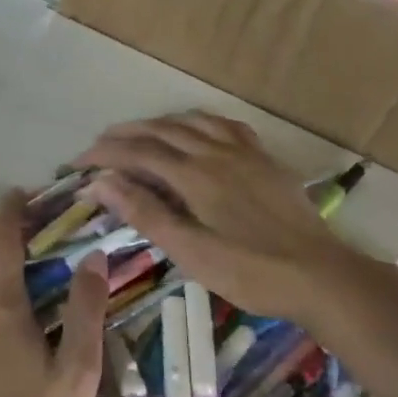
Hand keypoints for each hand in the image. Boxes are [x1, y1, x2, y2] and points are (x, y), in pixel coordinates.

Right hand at [78, 112, 386, 324]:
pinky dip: (198, 121)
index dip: (103, 155)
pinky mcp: (264, 159)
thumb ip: (145, 213)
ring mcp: (244, 152)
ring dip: (157, 124)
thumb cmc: (250, 271)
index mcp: (194, 175)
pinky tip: (196, 130)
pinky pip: (225, 125)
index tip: (77, 165)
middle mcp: (215, 152)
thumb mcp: (190, 251)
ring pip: (191, 122)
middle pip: (160, 131)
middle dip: (123, 135)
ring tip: (137, 135)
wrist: (320, 275)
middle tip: (97, 147)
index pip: (137, 153)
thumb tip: (101, 183)